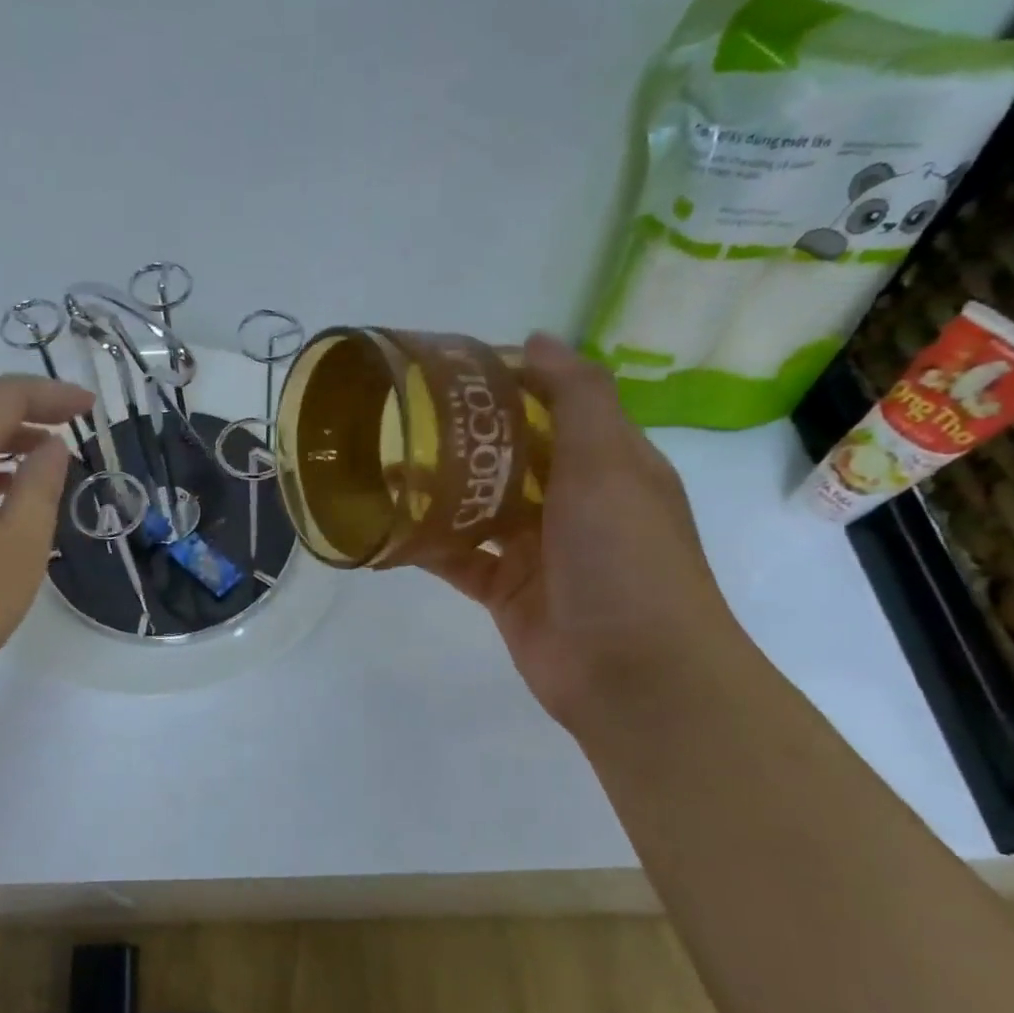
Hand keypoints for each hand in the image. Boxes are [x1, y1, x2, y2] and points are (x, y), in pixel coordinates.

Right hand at [419, 335, 740, 728]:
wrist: (634, 675)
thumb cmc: (626, 557)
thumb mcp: (610, 463)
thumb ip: (576, 397)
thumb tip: (537, 337)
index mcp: (606, 463)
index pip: (552, 407)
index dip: (506, 383)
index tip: (448, 367)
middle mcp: (571, 502)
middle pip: (508, 455)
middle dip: (461, 436)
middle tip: (399, 413)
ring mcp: (535, 549)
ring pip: (476, 506)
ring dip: (436, 488)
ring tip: (379, 462)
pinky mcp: (503, 590)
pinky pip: (456, 557)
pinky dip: (424, 544)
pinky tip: (385, 526)